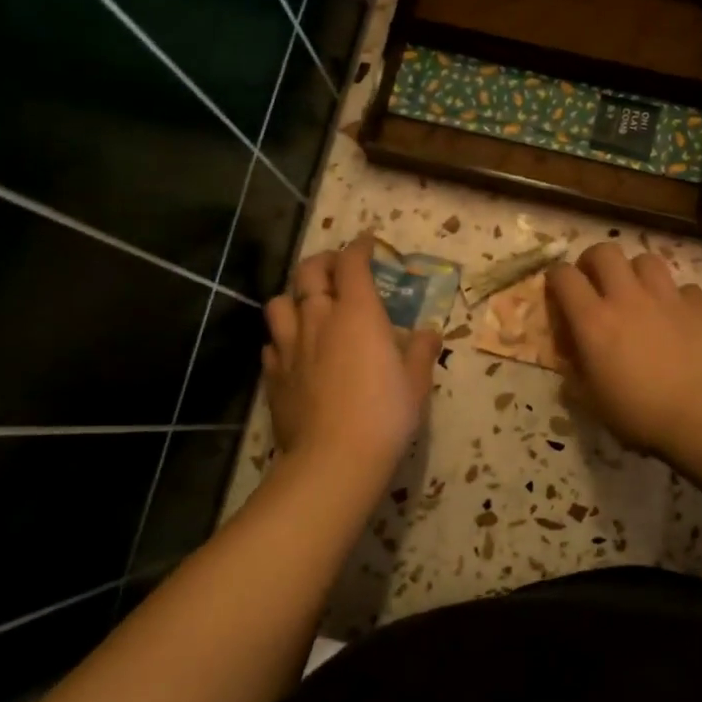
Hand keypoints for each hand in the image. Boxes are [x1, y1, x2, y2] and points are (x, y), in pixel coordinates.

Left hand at [262, 235, 440, 484]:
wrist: (334, 458)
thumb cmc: (385, 414)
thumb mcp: (417, 382)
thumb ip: (422, 351)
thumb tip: (429, 332)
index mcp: (358, 313)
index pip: (352, 264)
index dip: (359, 247)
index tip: (367, 243)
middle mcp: (319, 318)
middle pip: (309, 272)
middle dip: (323, 261)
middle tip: (337, 268)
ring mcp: (290, 345)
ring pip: (280, 302)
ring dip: (295, 296)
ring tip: (308, 306)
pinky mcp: (273, 374)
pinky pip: (272, 342)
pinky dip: (283, 337)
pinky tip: (295, 350)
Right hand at [545, 243, 701, 455]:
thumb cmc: (641, 413)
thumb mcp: (593, 401)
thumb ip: (575, 373)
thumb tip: (570, 359)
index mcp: (593, 320)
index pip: (563, 276)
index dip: (556, 277)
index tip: (558, 290)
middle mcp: (627, 297)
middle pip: (604, 252)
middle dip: (594, 261)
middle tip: (596, 282)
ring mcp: (667, 296)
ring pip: (646, 260)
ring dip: (636, 272)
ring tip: (638, 293)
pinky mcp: (701, 304)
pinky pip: (684, 287)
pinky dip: (677, 298)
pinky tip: (679, 316)